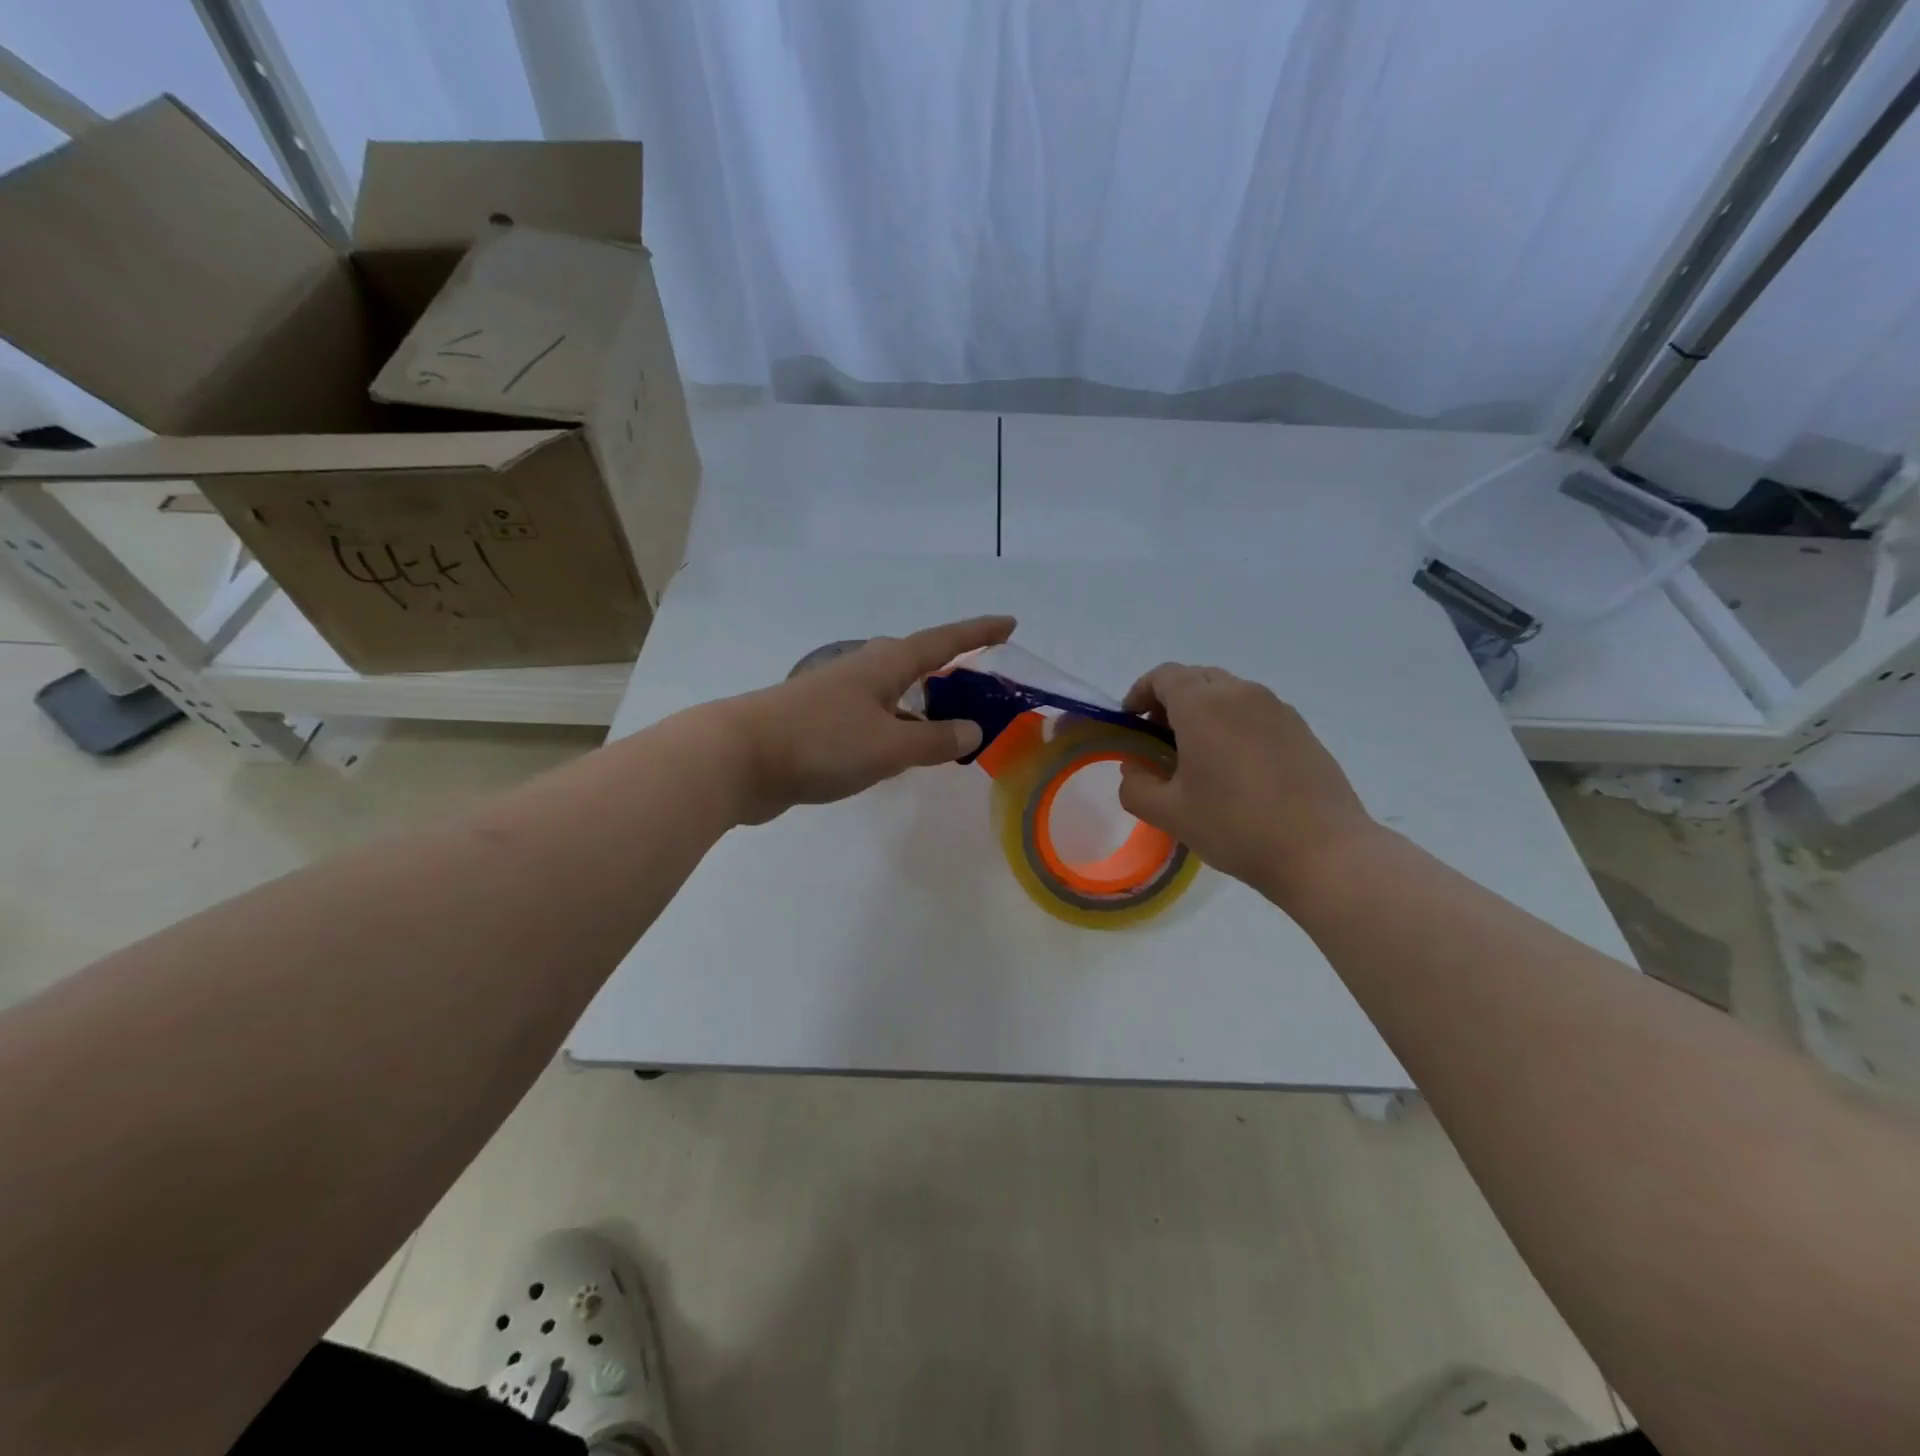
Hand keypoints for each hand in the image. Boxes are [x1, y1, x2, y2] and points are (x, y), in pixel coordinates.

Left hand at [717, 614, 1016, 823]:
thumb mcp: (889, 747)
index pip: (943, 642)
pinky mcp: (819, 724)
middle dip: (949, 668)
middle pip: (915, 662)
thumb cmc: (821, 743)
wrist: (737, 759)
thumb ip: (934, 741)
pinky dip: (896, 729)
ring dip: (922, 705)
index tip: (1009, 623)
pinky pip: (873, 719)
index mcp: (885, 665)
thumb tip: (972, 731)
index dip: (978, 632)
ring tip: (948, 723)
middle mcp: (862, 672)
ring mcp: (837, 697)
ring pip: (892, 694)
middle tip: (979, 682)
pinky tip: (899, 752)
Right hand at [1116, 663, 1378, 905]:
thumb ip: (1136, 786)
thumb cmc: (1235, 827)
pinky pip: (1255, 710)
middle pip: (1196, 678)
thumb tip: (1133, 767)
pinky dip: (1234, 722)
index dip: (1140, 693)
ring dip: (1204, 710)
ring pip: (1228, 692)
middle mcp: (1240, 693)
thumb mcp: (1169, 814)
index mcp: (1202, 706)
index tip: (1132, 723)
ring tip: (1199, 755)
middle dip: (1171, 700)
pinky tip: (1237, 767)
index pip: (1163, 676)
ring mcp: (1276, 708)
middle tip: (1160, 739)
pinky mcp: (1300, 728)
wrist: (1323, 851)